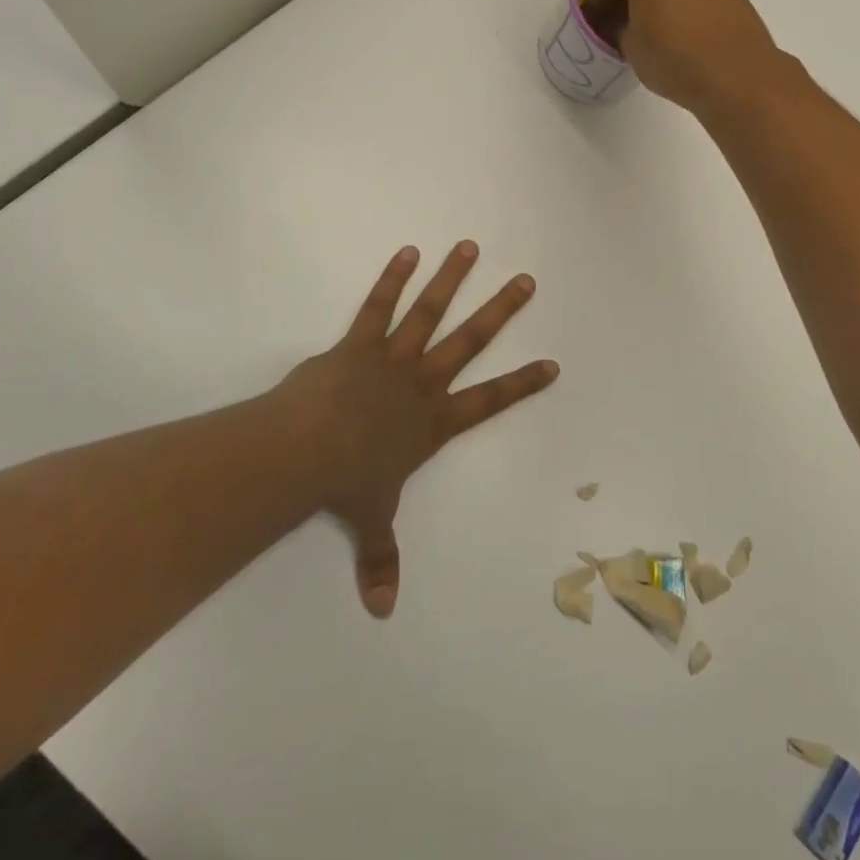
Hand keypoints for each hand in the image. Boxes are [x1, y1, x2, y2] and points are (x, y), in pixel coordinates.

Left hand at [278, 241, 558, 618]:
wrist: (307, 451)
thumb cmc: (346, 484)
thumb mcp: (371, 521)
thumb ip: (380, 560)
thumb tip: (382, 612)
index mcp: (433, 422)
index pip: (489, 401)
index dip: (521, 384)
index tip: (551, 363)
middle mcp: (422, 383)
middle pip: (470, 341)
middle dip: (500, 310)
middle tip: (526, 281)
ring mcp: (392, 358)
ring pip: (430, 312)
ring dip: (451, 279)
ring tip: (469, 247)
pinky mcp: (358, 343)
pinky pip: (378, 306)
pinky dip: (393, 278)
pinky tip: (408, 251)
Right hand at [583, 0, 781, 112]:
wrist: (737, 74)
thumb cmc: (672, 55)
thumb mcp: (629, 45)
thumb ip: (619, 25)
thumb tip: (625, 21)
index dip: (598, 4)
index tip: (594, 25)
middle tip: (620, 24)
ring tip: (651, 28)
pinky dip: (681, 0)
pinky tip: (678, 28)